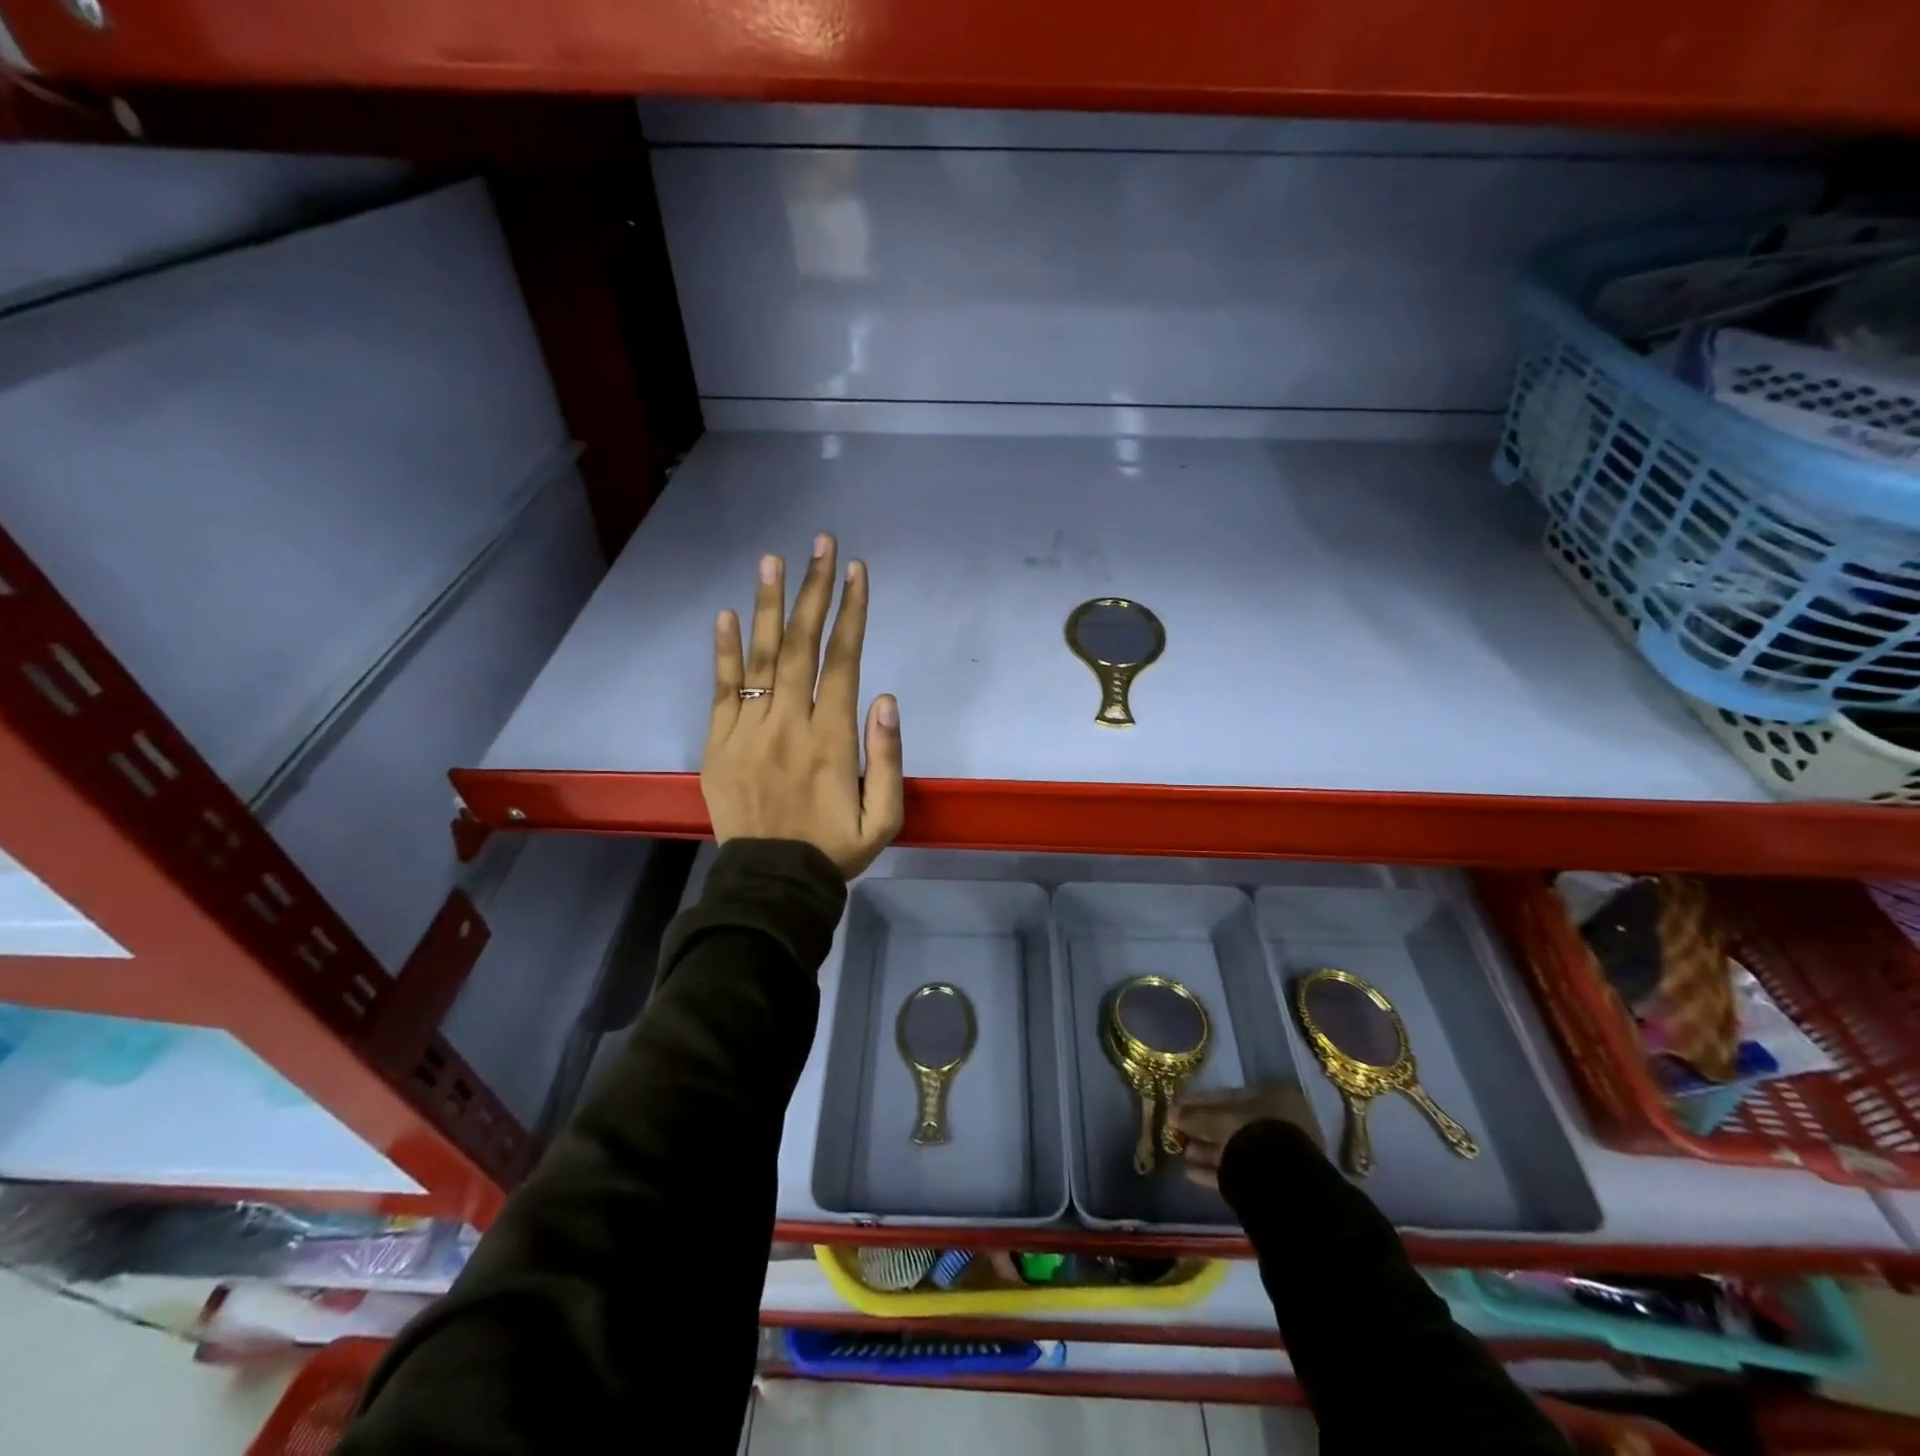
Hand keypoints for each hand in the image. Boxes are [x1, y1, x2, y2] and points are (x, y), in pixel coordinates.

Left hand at [703, 533, 903, 878]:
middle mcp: (789, 723)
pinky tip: (725, 614)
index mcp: (831, 738)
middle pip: (800, 645)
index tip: (855, 571)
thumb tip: (886, 698)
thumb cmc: (834, 849)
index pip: (843, 661)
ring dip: (766, 605)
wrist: (771, 884)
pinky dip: (722, 651)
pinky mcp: (718, 744)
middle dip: (812, 591)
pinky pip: (720, 690)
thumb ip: (887, 759)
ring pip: (759, 658)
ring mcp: (748, 731)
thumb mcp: (883, 819)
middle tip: (819, 543)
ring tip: (772, 559)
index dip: (851, 612)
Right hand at [1168, 1085, 1323, 1189]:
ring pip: (1234, 1148)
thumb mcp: (1220, 1117)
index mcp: (1274, 1098)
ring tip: (1180, 1152)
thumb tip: (1170, 1113)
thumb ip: (1194, 1115)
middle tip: (1175, 1129)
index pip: (1228, 1095)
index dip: (1198, 1101)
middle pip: (1230, 1123)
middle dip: (1201, 1128)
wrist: (1283, 1179)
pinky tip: (1190, 1173)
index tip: (1177, 1105)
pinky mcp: (1272, 1182)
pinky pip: (1238, 1171)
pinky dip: (1214, 1172)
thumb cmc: (1255, 1132)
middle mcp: (1279, 1123)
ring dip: (1205, 1150)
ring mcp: (1278, 1154)